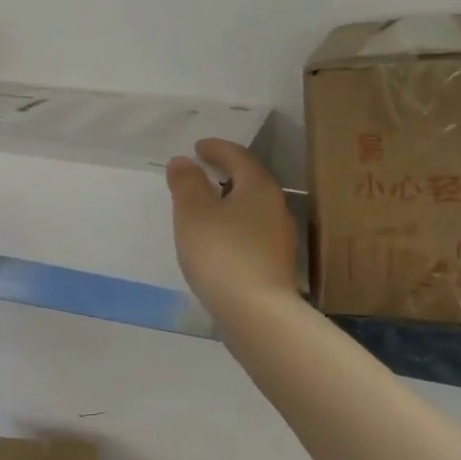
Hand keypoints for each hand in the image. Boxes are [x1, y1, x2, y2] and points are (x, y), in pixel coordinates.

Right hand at [165, 139, 297, 313]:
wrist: (256, 312)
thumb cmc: (221, 253)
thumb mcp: (193, 213)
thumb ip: (186, 183)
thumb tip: (183, 161)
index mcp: (259, 187)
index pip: (238, 157)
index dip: (216, 148)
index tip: (197, 147)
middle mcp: (275, 208)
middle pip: (249, 181)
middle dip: (224, 174)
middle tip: (199, 172)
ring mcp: (278, 239)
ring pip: (250, 209)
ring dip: (228, 202)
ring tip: (203, 207)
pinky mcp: (273, 265)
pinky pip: (249, 233)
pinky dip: (231, 226)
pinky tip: (215, 240)